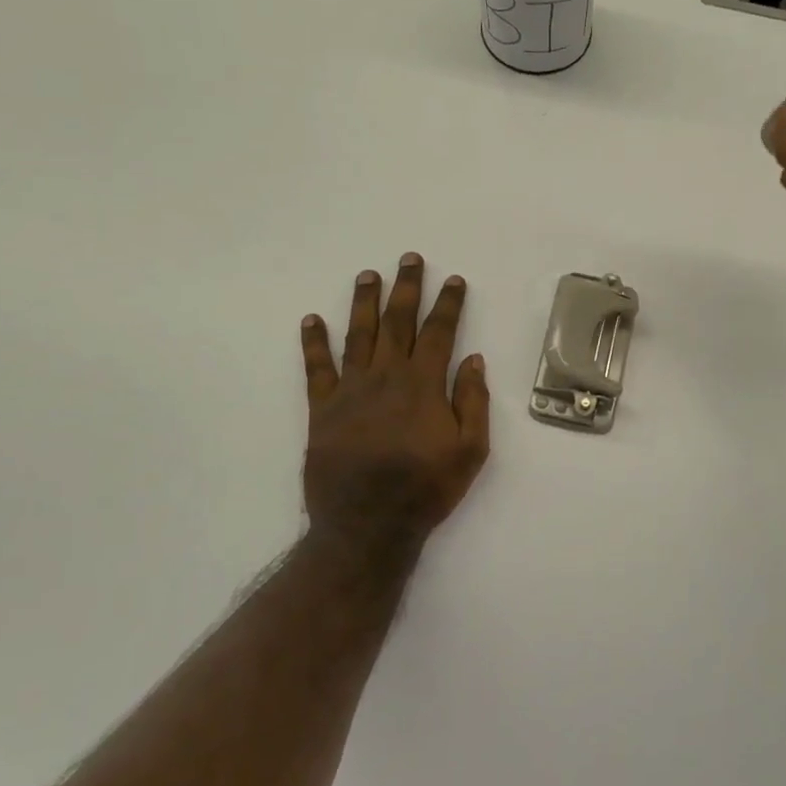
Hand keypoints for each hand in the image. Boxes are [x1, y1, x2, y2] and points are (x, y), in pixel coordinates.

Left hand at [299, 254, 490, 546]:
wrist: (367, 526)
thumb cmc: (426, 489)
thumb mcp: (470, 451)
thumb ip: (473, 402)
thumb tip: (473, 360)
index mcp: (423, 385)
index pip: (438, 332)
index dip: (447, 303)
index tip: (453, 280)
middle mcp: (386, 376)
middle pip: (397, 322)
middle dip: (406, 288)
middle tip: (409, 259)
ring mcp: (350, 390)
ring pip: (358, 334)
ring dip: (364, 302)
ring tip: (368, 275)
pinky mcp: (322, 409)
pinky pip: (316, 368)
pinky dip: (313, 342)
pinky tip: (311, 320)